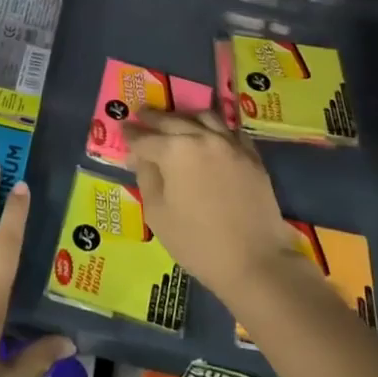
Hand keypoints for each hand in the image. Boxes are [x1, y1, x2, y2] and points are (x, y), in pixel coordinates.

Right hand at [124, 111, 305, 302]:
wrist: (254, 262)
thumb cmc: (196, 243)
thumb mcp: (157, 214)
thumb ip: (146, 177)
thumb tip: (141, 157)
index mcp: (175, 151)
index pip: (145, 137)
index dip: (131, 133)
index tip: (123, 128)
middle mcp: (202, 138)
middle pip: (173, 120)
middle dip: (153, 117)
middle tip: (141, 114)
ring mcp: (231, 144)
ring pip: (204, 117)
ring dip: (185, 116)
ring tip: (176, 120)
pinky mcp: (252, 156)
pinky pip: (230, 131)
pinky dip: (215, 128)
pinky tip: (210, 134)